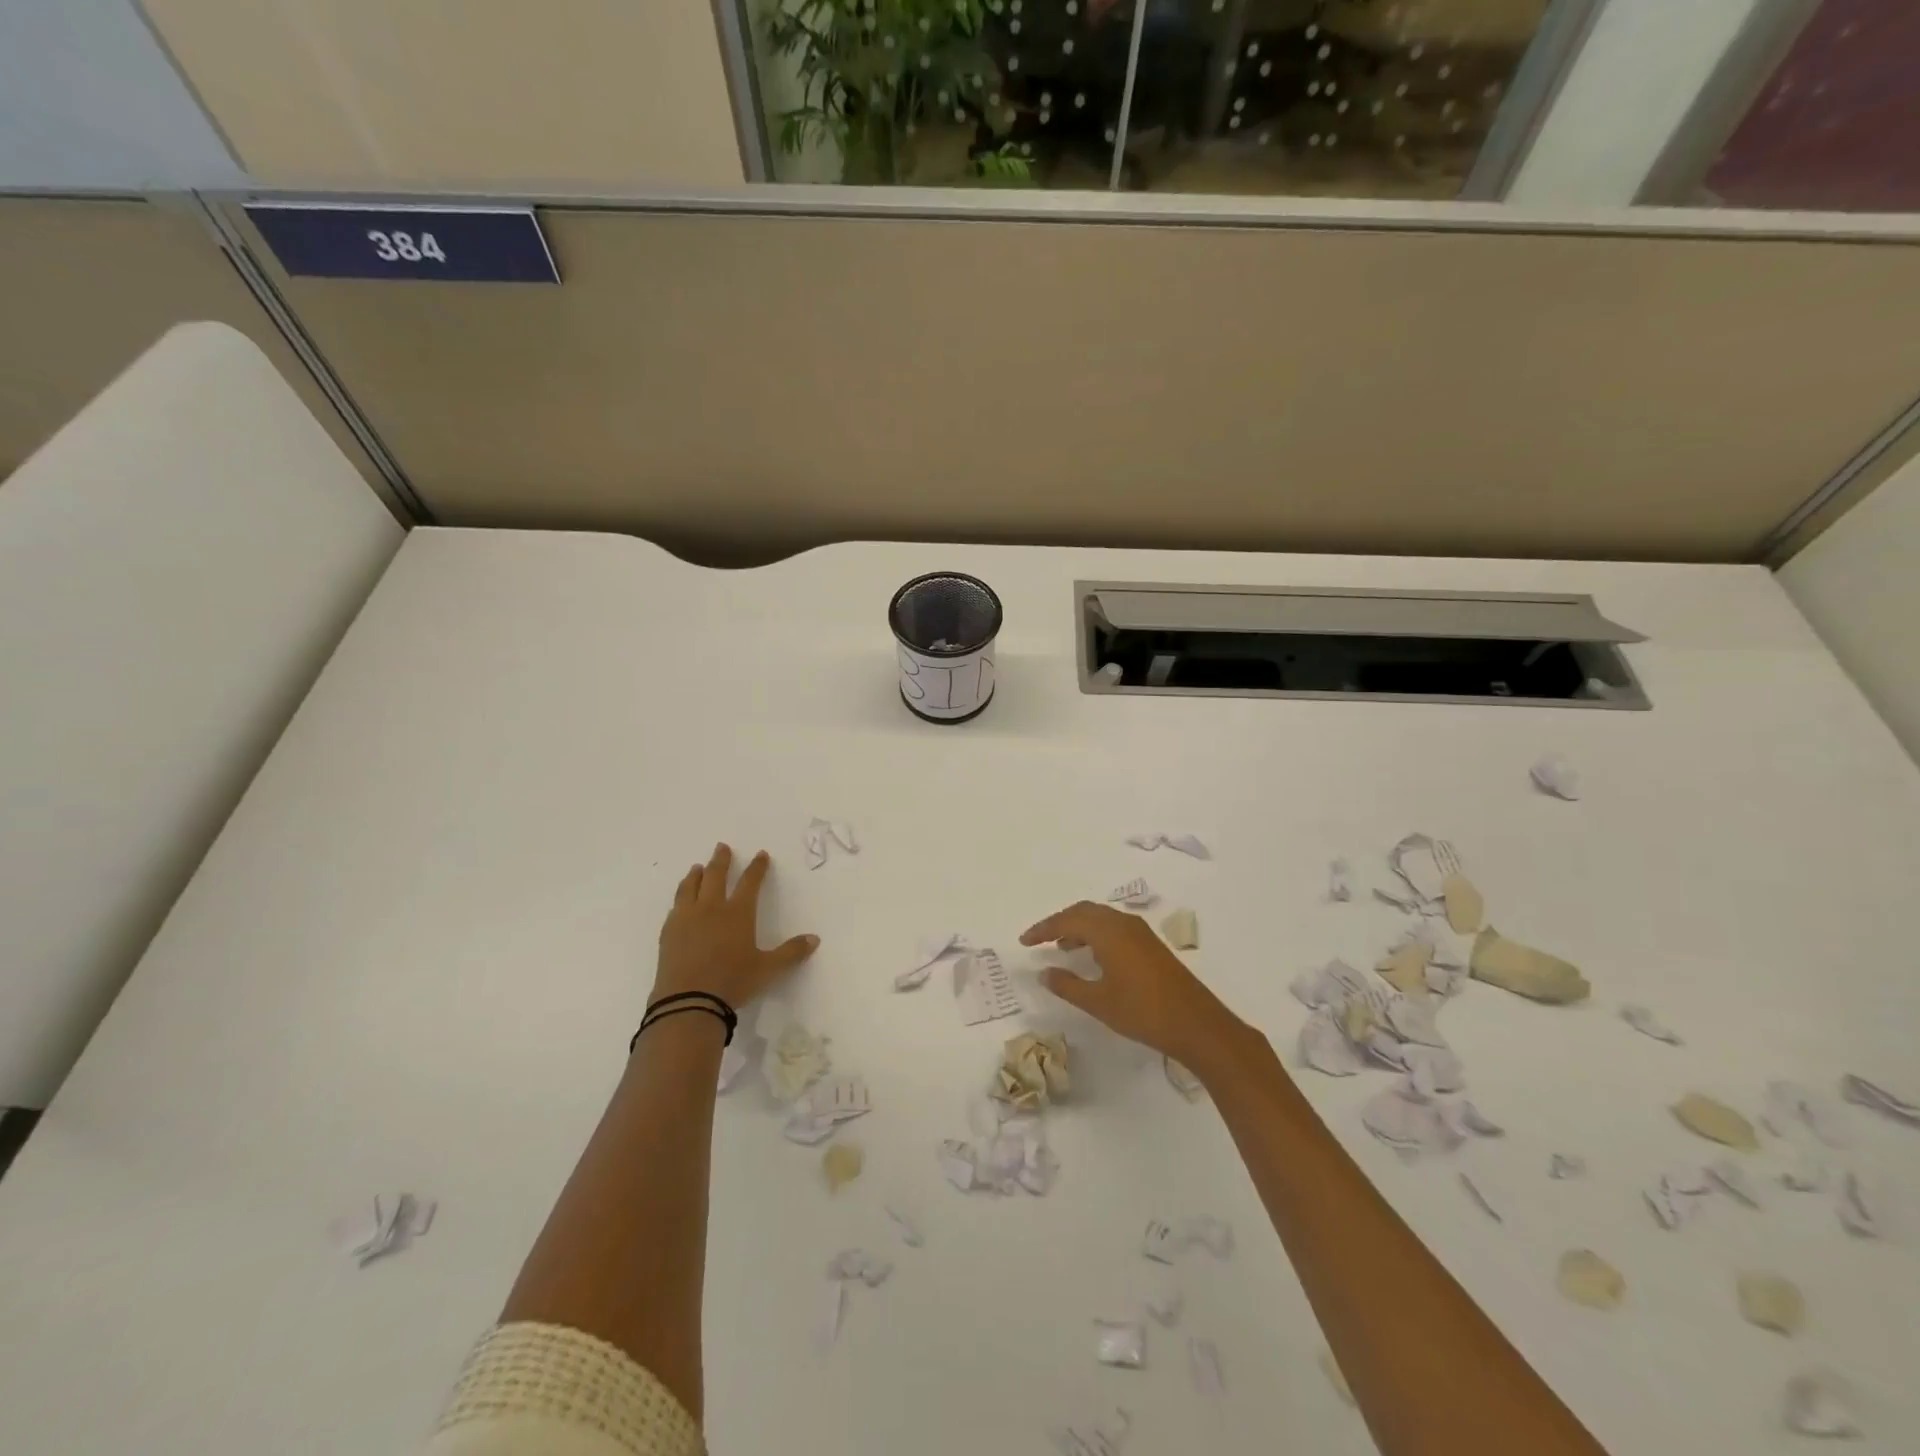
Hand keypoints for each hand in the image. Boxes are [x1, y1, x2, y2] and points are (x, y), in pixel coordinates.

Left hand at [654, 844, 818, 1009]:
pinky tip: (681, 900)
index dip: (757, 867)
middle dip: (721, 860)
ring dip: (696, 874)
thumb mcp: (768, 969)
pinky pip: (676, 906)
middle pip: (716, 876)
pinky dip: (681, 896)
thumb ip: (791, 952)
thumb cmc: (733, 982)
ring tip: (698, 867)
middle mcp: (711, 908)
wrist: (688, 1002)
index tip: (760, 854)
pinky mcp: (668, 932)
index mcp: (738, 913)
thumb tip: (814, 939)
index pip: (750, 882)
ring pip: (691, 887)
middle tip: (722, 847)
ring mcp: (686, 918)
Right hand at [1020, 901, 1245, 1072]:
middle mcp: (1123, 923)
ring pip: (1101, 918)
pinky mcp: (1150, 945)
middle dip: (1060, 922)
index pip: (1067, 920)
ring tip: (1061, 947)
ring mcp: (1140, 933)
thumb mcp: (1098, 1002)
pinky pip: (1114, 928)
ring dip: (1079, 927)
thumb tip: (1044, 972)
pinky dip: (1096, 934)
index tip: (1024, 941)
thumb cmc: (1142, 1012)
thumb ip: (1067, 985)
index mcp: (1108, 931)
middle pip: (1085, 911)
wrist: (1196, 1024)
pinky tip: (1092, 956)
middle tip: (1040, 940)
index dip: (1043, 929)